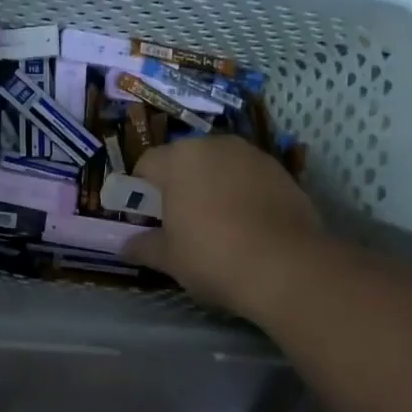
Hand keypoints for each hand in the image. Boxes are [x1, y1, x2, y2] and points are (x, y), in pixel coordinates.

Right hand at [125, 135, 323, 319]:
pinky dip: (243, 193)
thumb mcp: (169, 258)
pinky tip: (248, 225)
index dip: (141, 190)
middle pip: (186, 159)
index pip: (147, 163)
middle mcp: (215, 145)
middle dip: (179, 184)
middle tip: (181, 221)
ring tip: (218, 222)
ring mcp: (253, 155)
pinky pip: (250, 177)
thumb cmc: (213, 256)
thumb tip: (125, 247)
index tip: (148, 218)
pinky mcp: (283, 171)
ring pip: (221, 165)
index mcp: (179, 159)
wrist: (286, 266)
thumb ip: (143, 246)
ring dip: (213, 185)